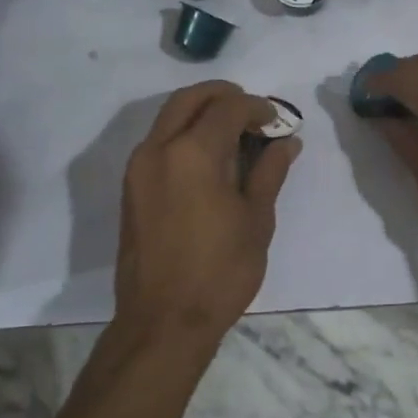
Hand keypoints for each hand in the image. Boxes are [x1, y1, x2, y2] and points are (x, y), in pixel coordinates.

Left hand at [114, 81, 300, 343]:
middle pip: (190, 99)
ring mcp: (138, 168)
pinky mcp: (131, 187)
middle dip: (224, 96)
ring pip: (169, 117)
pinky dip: (185, 134)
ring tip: (235, 135)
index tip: (278, 122)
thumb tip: (286, 142)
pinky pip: (159, 142)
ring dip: (202, 113)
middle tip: (253, 112)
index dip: (258, 108)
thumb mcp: (256, 220)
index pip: (228, 107)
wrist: (163, 321)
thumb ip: (269, 172)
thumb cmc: (220, 272)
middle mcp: (158, 149)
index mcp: (193, 153)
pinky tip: (210, 159)